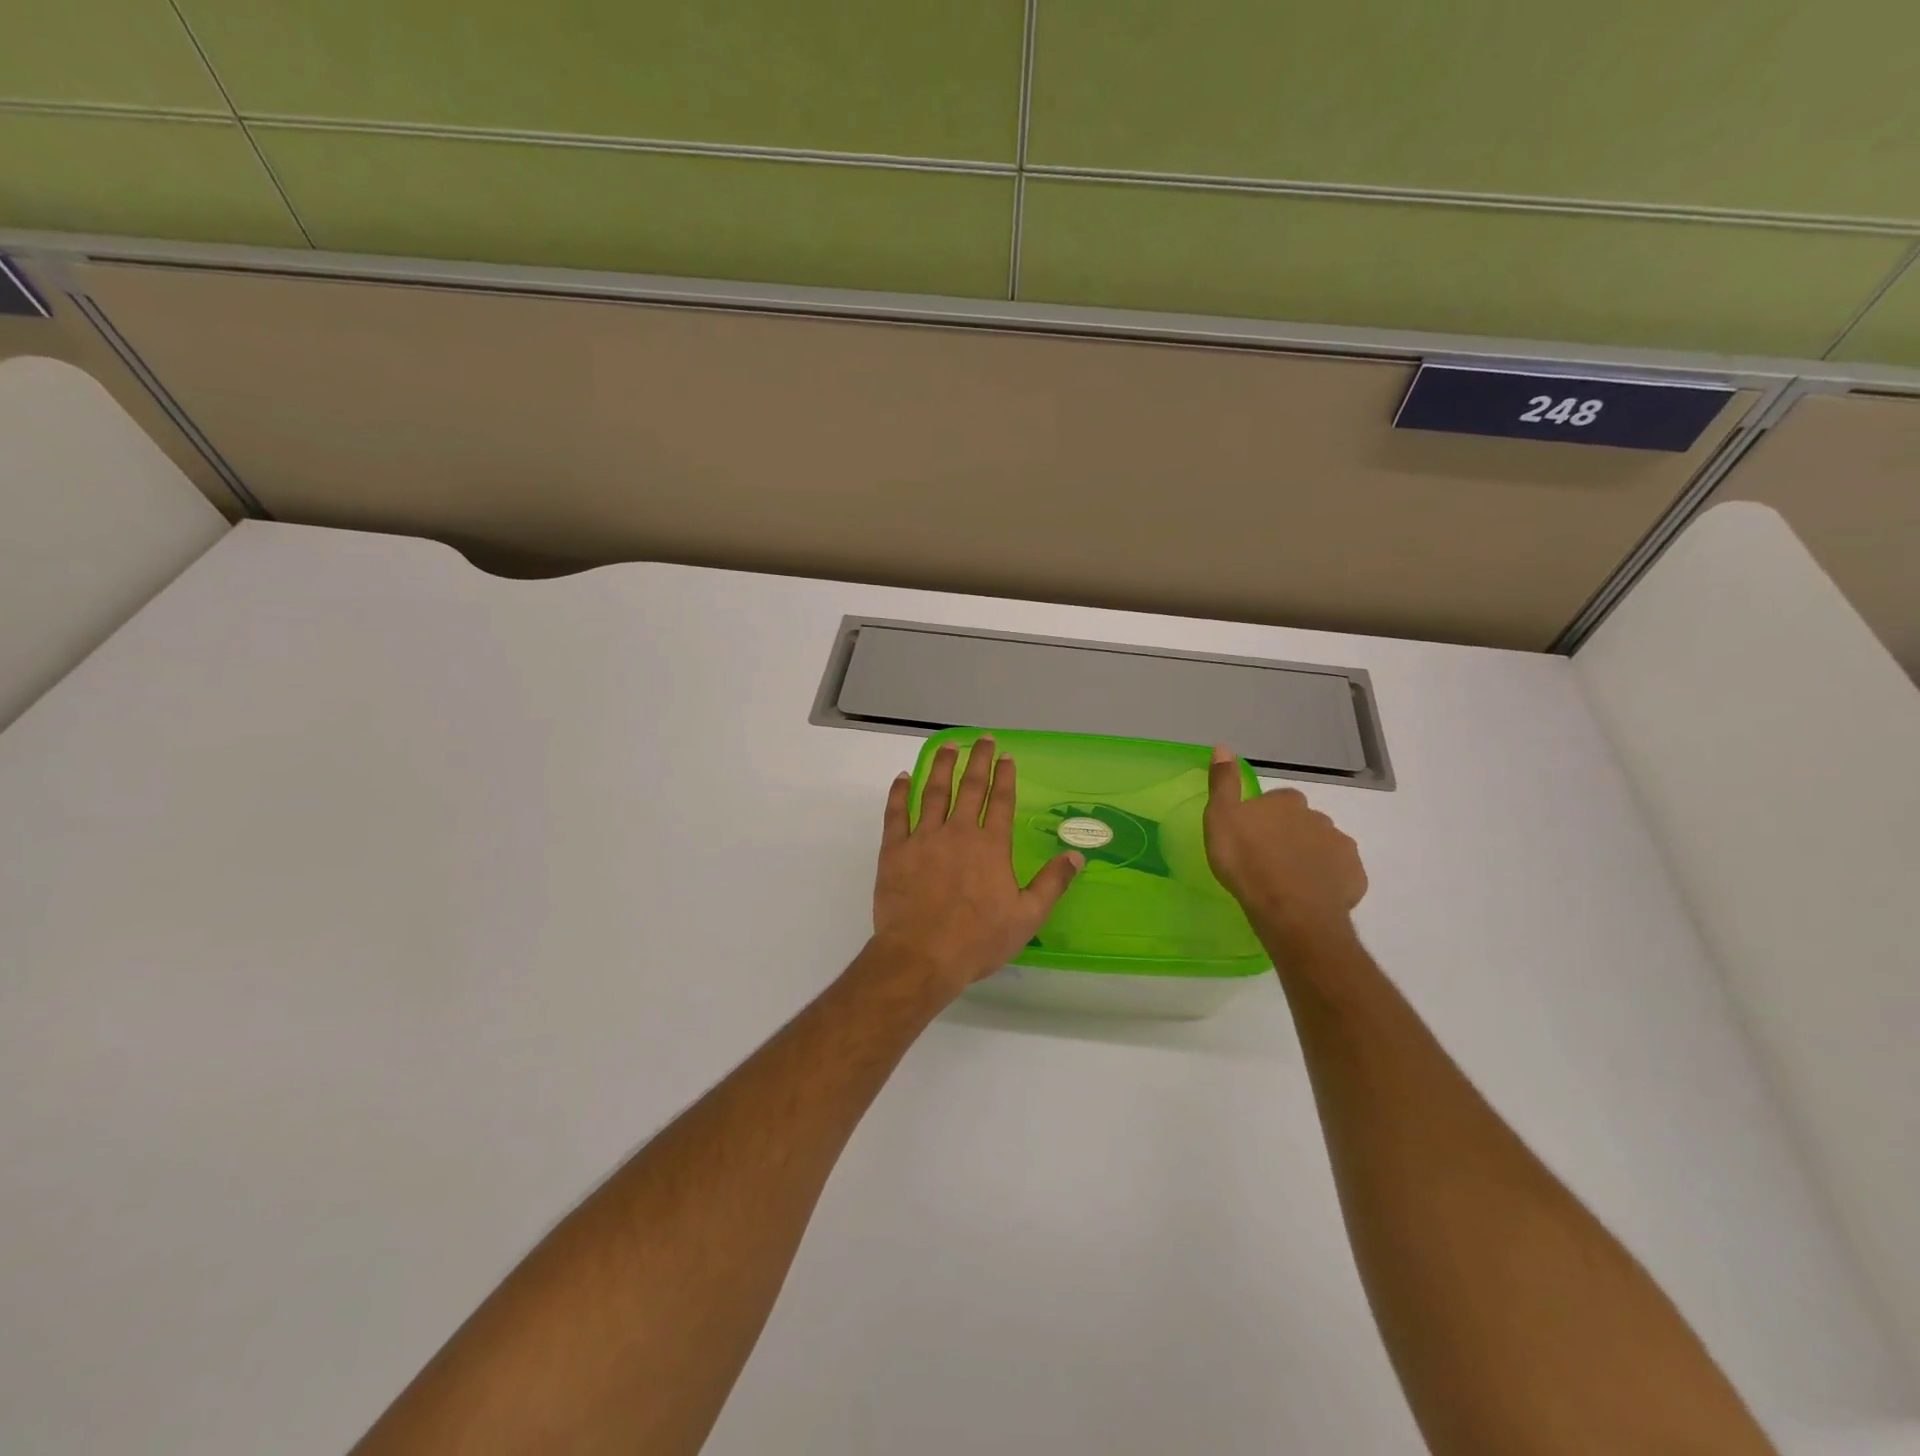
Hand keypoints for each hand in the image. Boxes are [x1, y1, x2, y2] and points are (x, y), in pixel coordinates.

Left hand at [870, 736, 1083, 998]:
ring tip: (947, 746)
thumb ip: (1052, 883)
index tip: (1006, 756)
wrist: (921, 955)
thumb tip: (1077, 856)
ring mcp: (924, 838)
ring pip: (933, 792)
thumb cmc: (977, 940)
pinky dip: (899, 793)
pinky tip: (902, 778)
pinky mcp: (894, 850)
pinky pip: (896, 813)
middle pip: (970, 787)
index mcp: (991, 846)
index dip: (1005, 776)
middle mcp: (958, 832)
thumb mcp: (1027, 917)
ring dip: (941, 766)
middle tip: (982, 739)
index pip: (1001, 801)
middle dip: (977, 760)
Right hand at [1204, 746, 1367, 954]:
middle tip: (1268, 859)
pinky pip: (1339, 874)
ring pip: (1323, 847)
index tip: (1252, 834)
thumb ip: (1223, 783)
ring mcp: (1341, 848)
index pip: (1277, 800)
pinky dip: (1327, 880)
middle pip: (1303, 822)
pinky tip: (1310, 896)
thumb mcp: (1220, 818)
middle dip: (1290, 834)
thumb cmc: (1247, 862)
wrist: (1290, 911)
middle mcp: (1319, 818)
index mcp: (1287, 802)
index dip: (1265, 815)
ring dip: (1309, 856)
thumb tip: (1223, 747)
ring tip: (1288, 881)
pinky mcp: (1355, 877)